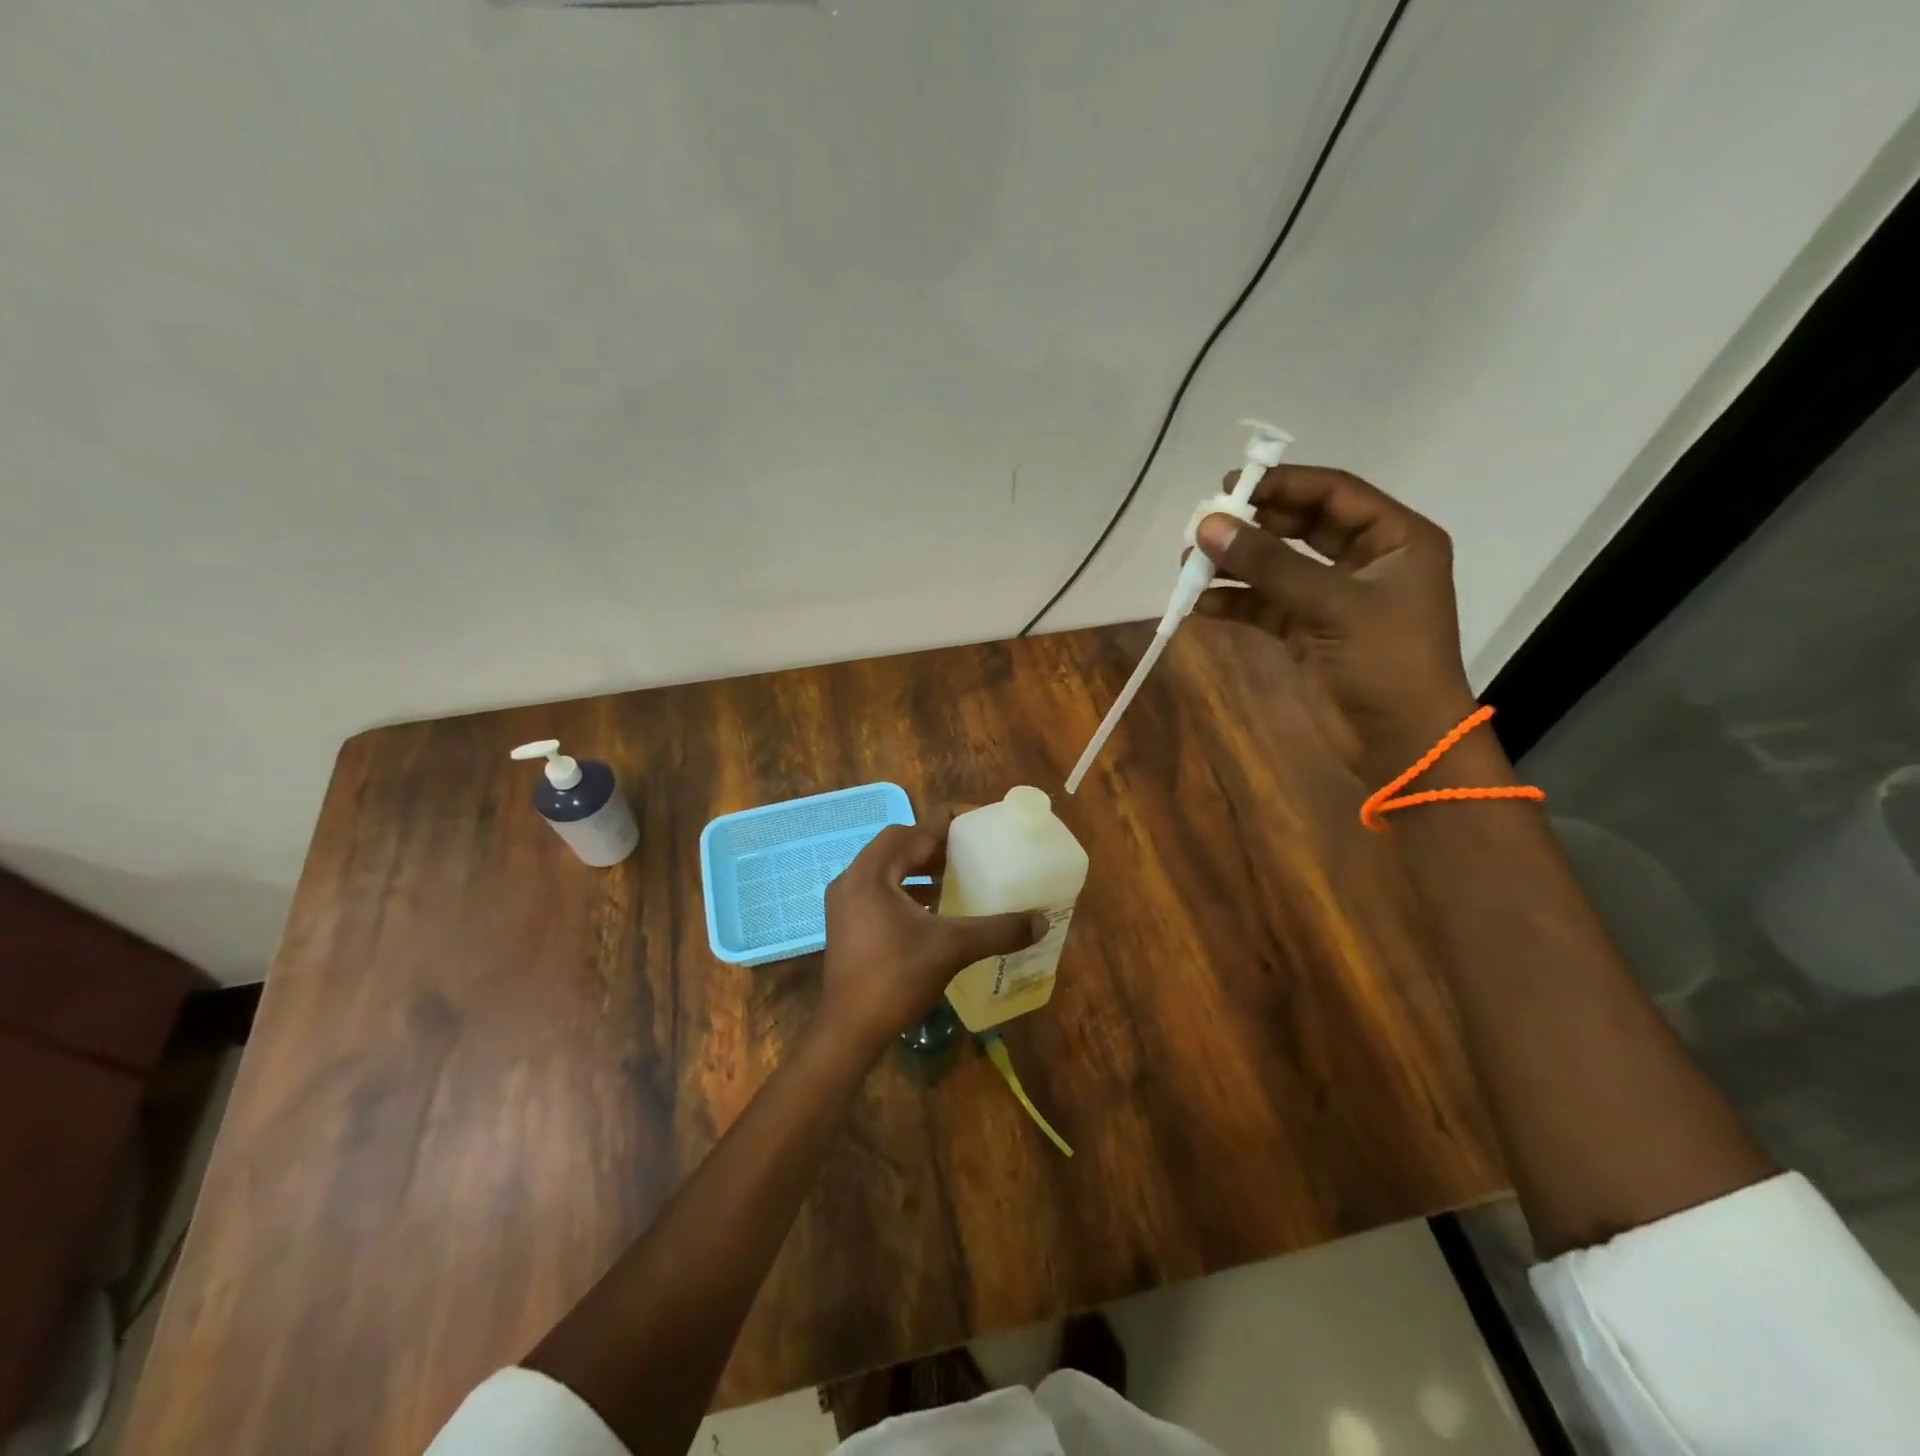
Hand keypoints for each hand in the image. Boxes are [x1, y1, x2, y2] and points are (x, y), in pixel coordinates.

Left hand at [820, 810, 1045, 1055]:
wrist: (848, 1032)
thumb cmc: (896, 980)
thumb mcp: (951, 949)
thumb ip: (997, 930)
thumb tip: (1041, 921)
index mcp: (871, 873)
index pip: (914, 830)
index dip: (950, 821)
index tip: (981, 822)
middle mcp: (853, 879)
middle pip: (898, 844)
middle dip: (936, 844)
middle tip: (971, 850)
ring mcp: (845, 903)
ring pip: (888, 868)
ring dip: (921, 867)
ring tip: (958, 876)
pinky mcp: (847, 923)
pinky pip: (881, 890)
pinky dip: (908, 890)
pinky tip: (935, 909)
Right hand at [1194, 464, 1479, 782]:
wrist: (1402, 742)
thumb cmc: (1386, 663)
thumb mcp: (1332, 606)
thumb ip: (1269, 564)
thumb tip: (1207, 526)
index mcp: (1394, 539)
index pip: (1333, 494)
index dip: (1283, 485)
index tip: (1230, 485)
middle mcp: (1365, 561)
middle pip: (1301, 528)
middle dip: (1252, 527)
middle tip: (1203, 525)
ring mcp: (1335, 598)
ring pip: (1278, 568)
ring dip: (1236, 566)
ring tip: (1189, 565)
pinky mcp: (1310, 632)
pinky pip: (1266, 605)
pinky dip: (1236, 603)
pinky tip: (1201, 604)